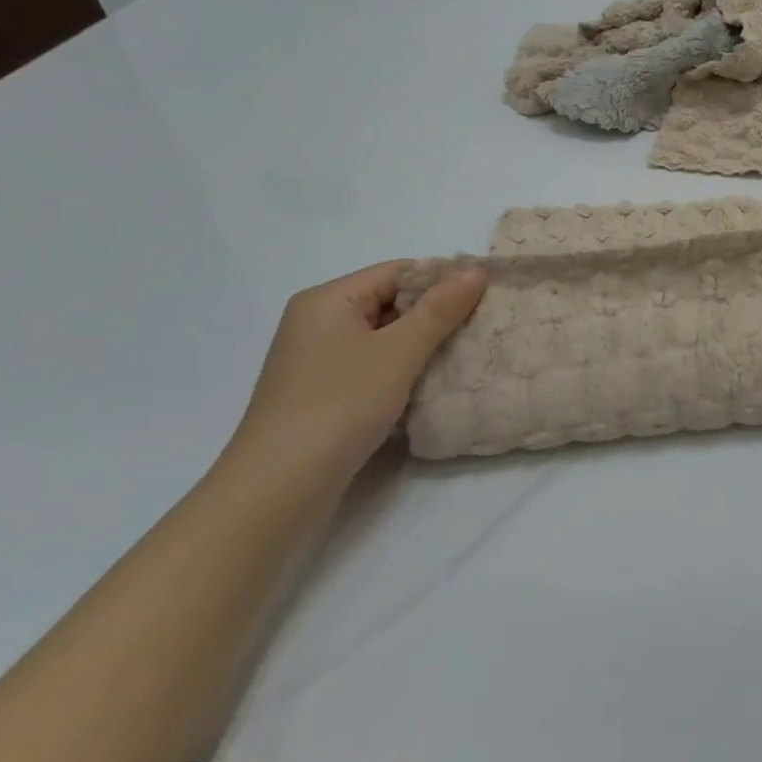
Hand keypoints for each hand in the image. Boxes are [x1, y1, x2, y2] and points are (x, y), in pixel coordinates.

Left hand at [217, 261, 486, 497]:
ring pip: (383, 338)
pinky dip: (401, 371)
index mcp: (328, 300)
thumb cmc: (339, 406)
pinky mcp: (320, 395)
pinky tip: (430, 386)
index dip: (442, 281)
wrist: (277, 490)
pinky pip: (371, 367)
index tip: (485, 298)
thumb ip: (440, 310)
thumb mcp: (398, 352)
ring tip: (465, 355)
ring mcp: (316, 361)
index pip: (398, 271)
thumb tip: (476, 270)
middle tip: (481, 327)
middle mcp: (317, 322)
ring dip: (421, 346)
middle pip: (390, 302)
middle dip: (435, 314)